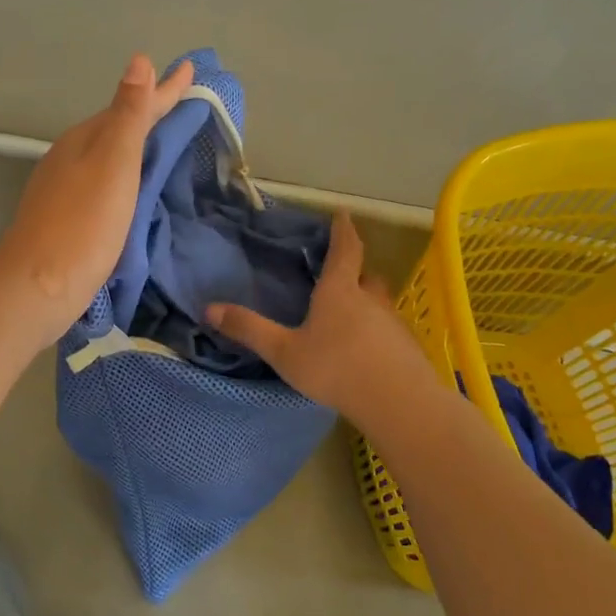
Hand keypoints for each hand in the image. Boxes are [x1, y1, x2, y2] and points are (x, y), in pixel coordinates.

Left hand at [0, 53, 194, 344]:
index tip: (191, 68)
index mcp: (85, 140)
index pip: (132, 106)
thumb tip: (139, 61)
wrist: (39, 287)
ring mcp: (64, 189)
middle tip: (182, 100)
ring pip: (107, 155)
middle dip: (149, 112)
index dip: (164, 90)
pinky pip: (103, 183)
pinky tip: (133, 187)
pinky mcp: (66, 219)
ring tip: (163, 138)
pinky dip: (125, 175)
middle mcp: (71, 158)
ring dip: (136, 143)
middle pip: (117, 127)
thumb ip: (128, 115)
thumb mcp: (113, 163)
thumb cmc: (84, 223)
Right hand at [206, 212, 437, 422]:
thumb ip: (249, 329)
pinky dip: (377, 331)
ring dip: (366, 303)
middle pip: (366, 275)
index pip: (345, 249)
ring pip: (378, 303)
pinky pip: (388, 330)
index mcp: (339, 291)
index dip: (343, 230)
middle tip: (341, 272)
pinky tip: (366, 351)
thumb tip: (209, 308)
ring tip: (349, 316)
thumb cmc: (335, 368)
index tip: (342, 213)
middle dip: (355, 270)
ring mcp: (392, 323)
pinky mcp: (406, 347)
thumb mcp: (283, 351)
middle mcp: (369, 299)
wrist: (397, 402)